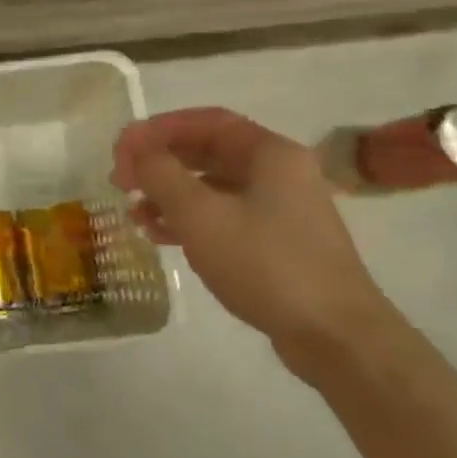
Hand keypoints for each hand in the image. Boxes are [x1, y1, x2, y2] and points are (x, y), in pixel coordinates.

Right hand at [113, 108, 399, 376]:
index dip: (158, 129)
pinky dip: (188, 220)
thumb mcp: (200, 214)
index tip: (121, 148)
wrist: (335, 336)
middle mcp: (279, 173)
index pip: (206, 121)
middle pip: (208, 152)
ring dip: (169, 194)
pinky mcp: (276, 244)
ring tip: (133, 212)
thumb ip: (161, 174)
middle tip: (121, 179)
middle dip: (160, 162)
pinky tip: (159, 236)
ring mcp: (280, 210)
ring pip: (213, 187)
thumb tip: (135, 149)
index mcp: (270, 153)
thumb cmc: (266, 264)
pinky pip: (223, 217)